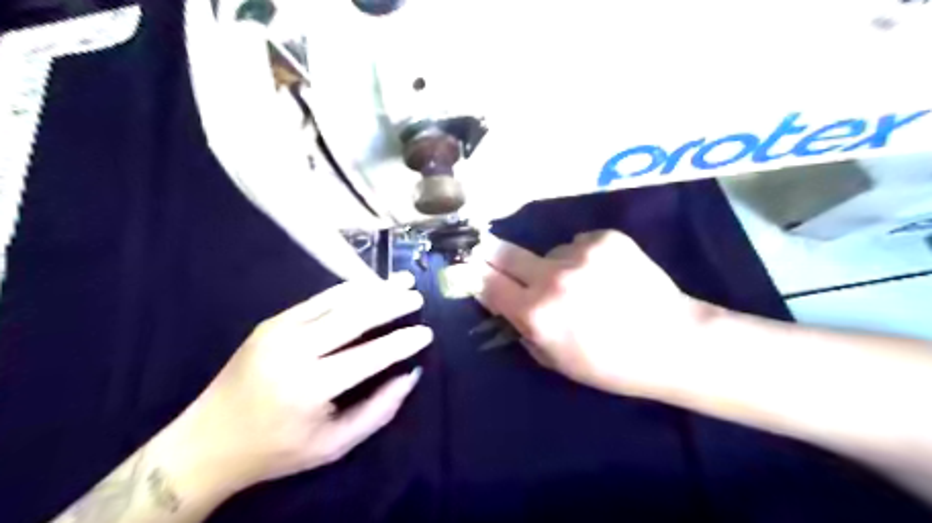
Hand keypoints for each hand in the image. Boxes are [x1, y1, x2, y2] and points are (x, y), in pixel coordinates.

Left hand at [170, 272, 429, 495]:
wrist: (206, 442)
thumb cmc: (276, 451)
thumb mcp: (334, 445)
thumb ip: (378, 410)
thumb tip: (410, 375)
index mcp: (310, 387)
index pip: (369, 356)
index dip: (402, 342)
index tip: (427, 333)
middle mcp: (294, 351)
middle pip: (354, 316)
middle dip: (391, 303)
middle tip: (417, 295)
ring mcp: (279, 331)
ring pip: (338, 300)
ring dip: (374, 288)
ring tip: (402, 279)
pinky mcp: (271, 322)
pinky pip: (318, 299)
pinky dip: (348, 291)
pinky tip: (369, 285)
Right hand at [477, 231, 710, 397]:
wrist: (675, 342)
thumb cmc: (612, 365)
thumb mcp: (557, 361)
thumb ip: (524, 330)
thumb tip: (509, 305)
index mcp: (536, 313)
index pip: (487, 283)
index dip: (475, 274)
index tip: (469, 267)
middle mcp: (552, 277)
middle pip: (504, 252)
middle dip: (493, 254)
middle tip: (491, 253)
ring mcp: (580, 253)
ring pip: (549, 252)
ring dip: (554, 265)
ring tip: (584, 283)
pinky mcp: (606, 238)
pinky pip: (579, 244)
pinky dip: (584, 257)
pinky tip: (606, 274)